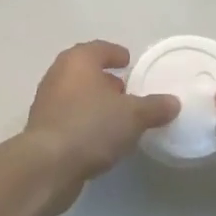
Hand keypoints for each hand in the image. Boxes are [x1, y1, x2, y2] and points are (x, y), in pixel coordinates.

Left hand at [22, 40, 178, 215]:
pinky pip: (69, 118)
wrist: (47, 166)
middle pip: (85, 71)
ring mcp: (46, 102)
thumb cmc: (91, 126)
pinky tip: (100, 139)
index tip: (128, 61)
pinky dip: (84, 122)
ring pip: (76, 95)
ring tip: (117, 117)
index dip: (115, 53)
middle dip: (105, 80)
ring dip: (95, 103)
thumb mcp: (132, 116)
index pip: (99, 49)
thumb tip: (173, 102)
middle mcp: (58, 75)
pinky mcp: (42, 130)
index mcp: (78, 61)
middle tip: (125, 90)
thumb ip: (154, 107)